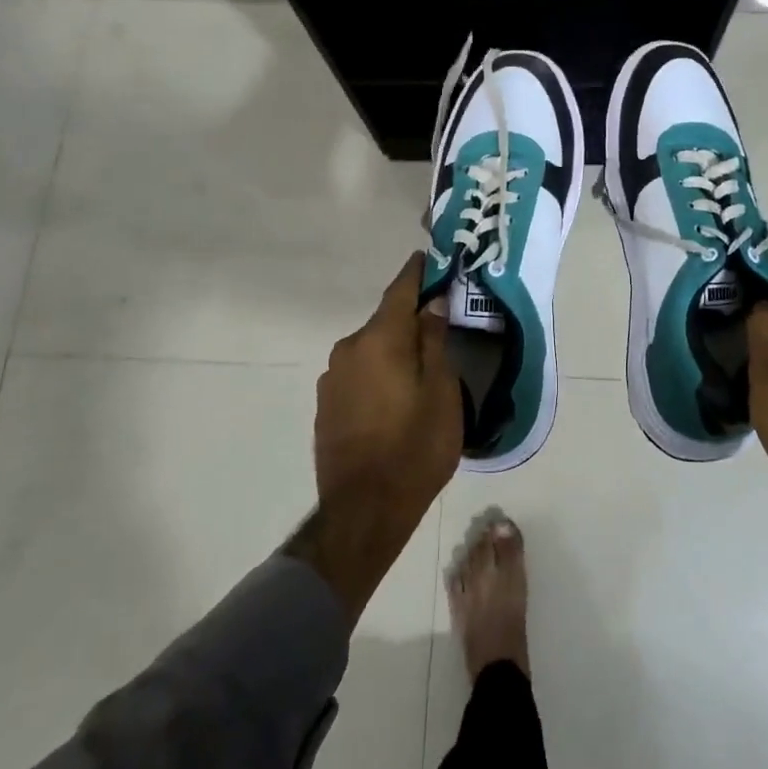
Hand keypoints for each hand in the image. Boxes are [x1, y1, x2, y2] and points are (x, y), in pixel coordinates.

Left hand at [290, 255, 461, 622]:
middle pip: (385, 321)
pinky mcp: (325, 404)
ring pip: (371, 349)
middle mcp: (349, 349)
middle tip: (440, 323)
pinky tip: (394, 396)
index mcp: (380, 339)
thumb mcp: (442, 392)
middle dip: (411, 318)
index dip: (417, 272)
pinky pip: (359, 373)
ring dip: (394, 349)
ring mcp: (332, 378)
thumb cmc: (415, 448)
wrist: (363, 512)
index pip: (400, 290)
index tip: (430, 256)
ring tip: (420, 368)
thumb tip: (431, 303)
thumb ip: (434, 341)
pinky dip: (379, 372)